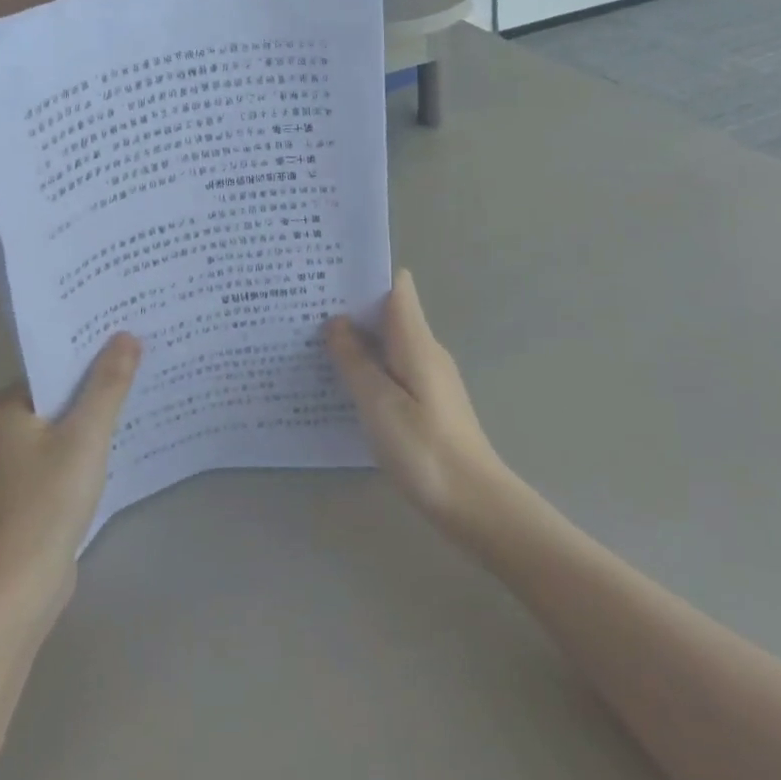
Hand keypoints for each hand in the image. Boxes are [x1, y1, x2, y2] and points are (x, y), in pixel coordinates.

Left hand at [0, 333, 140, 610]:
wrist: (24, 585)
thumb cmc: (49, 501)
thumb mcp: (85, 434)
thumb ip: (108, 384)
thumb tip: (127, 335)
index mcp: (10, 405)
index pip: (56, 360)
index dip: (93, 344)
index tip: (131, 326)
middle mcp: (12, 425)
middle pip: (66, 387)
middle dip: (103, 373)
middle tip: (148, 348)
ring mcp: (26, 456)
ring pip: (72, 416)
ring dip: (103, 405)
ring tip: (147, 379)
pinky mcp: (43, 483)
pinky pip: (75, 443)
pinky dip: (98, 435)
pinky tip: (130, 427)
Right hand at [325, 270, 506, 531]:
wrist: (475, 504)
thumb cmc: (424, 449)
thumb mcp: (378, 404)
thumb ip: (355, 360)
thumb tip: (336, 322)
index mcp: (416, 341)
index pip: (397, 286)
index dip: (365, 275)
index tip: (329, 276)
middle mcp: (426, 351)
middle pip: (389, 312)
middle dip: (352, 308)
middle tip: (306, 311)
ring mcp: (430, 377)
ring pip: (389, 343)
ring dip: (358, 340)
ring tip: (314, 344)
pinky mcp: (428, 403)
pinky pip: (393, 369)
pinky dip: (369, 368)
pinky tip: (343, 385)